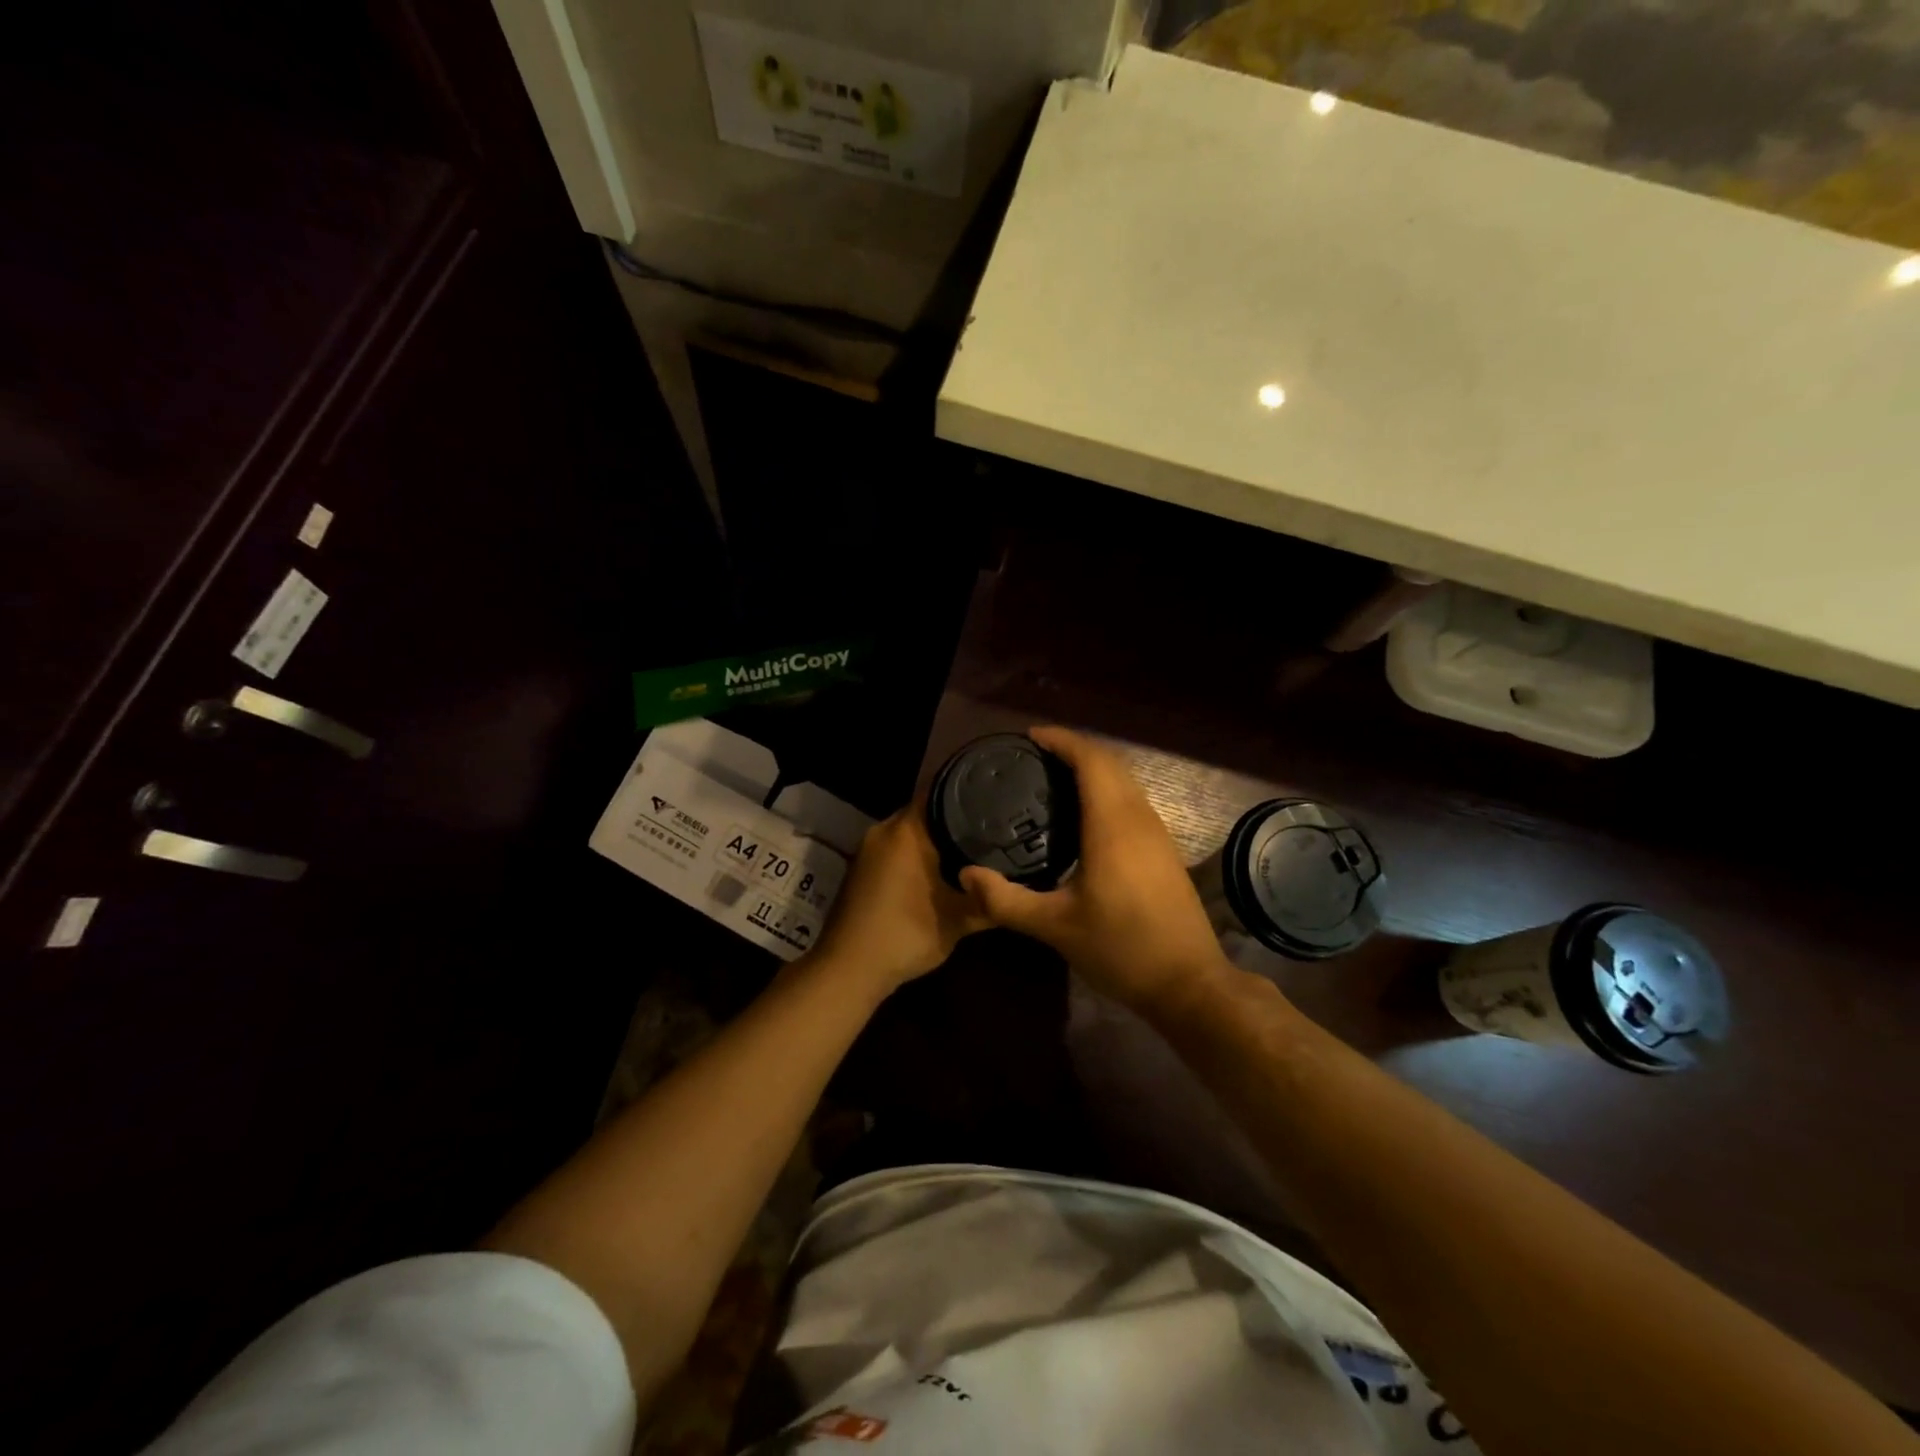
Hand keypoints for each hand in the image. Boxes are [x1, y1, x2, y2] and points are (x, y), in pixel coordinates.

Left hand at [810, 806, 990, 995]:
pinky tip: (939, 870)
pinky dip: (917, 854)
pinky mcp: (861, 869)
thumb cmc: (905, 935)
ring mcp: (868, 850)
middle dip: (956, 819)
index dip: (969, 793)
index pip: (940, 792)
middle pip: (926, 812)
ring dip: (935, 840)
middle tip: (992, 825)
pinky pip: (896, 849)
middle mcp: (884, 830)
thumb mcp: (958, 921)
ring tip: (972, 846)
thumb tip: (1015, 888)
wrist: (848, 969)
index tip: (995, 798)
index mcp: (906, 831)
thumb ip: (989, 900)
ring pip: (910, 833)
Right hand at [959, 726, 1228, 1016]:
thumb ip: (1006, 901)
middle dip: (1074, 749)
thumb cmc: (1121, 949)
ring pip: (1125, 781)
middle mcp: (1139, 818)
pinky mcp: (1164, 851)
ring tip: (1054, 779)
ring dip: (1093, 769)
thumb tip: (966, 876)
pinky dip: (1107, 790)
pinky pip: (1133, 800)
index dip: (1061, 740)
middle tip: (1035, 756)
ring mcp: (1158, 833)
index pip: (1089, 760)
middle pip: (1109, 763)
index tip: (1030, 736)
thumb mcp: (1056, 927)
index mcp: (1112, 825)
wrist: (1188, 984)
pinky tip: (1086, 816)